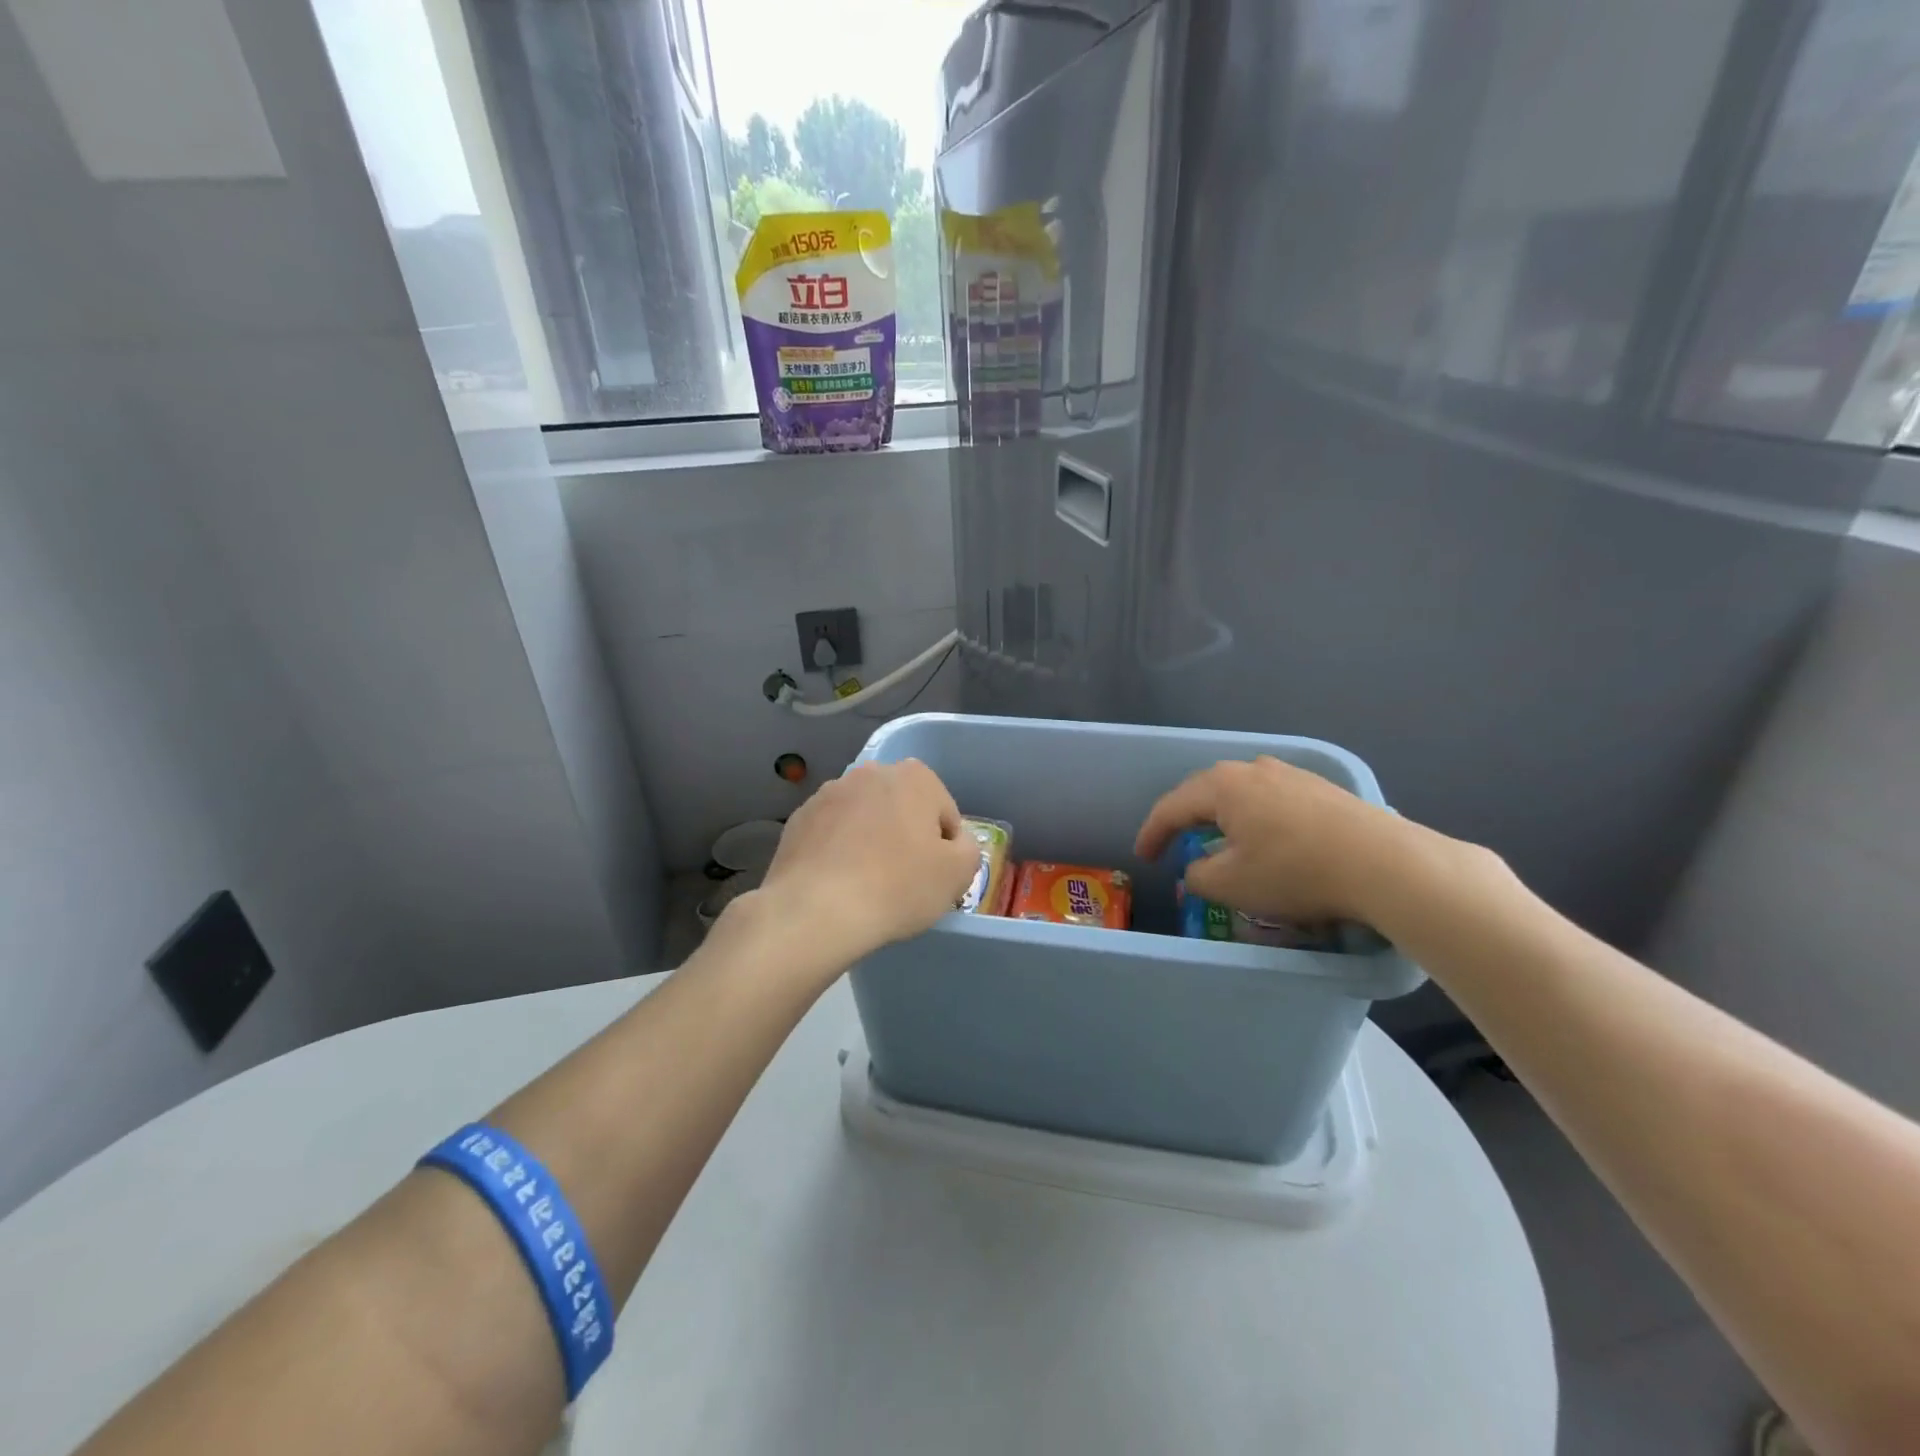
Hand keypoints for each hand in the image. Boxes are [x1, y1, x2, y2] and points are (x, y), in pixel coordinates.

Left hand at [750, 759, 980, 969]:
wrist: (816, 910)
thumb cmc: (898, 887)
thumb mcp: (958, 873)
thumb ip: (969, 848)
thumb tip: (955, 843)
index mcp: (915, 776)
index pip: (945, 814)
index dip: (945, 849)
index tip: (934, 877)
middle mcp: (871, 772)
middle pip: (902, 809)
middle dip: (906, 838)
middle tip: (904, 880)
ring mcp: (829, 793)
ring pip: (865, 819)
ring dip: (871, 841)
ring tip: (867, 884)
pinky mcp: (800, 818)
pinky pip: (832, 834)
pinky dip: (839, 851)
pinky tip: (839, 883)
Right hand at [1134, 756, 1411, 925]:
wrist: (1383, 864)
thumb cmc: (1294, 872)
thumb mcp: (1231, 885)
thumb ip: (1198, 875)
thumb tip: (1197, 867)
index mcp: (1222, 786)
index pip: (1172, 807)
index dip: (1152, 833)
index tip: (1144, 857)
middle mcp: (1252, 769)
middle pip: (1205, 791)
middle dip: (1185, 817)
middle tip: (1174, 842)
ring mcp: (1290, 774)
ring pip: (1241, 791)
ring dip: (1222, 814)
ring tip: (1218, 837)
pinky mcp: (1320, 788)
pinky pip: (1271, 798)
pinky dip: (1255, 816)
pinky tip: (1266, 836)